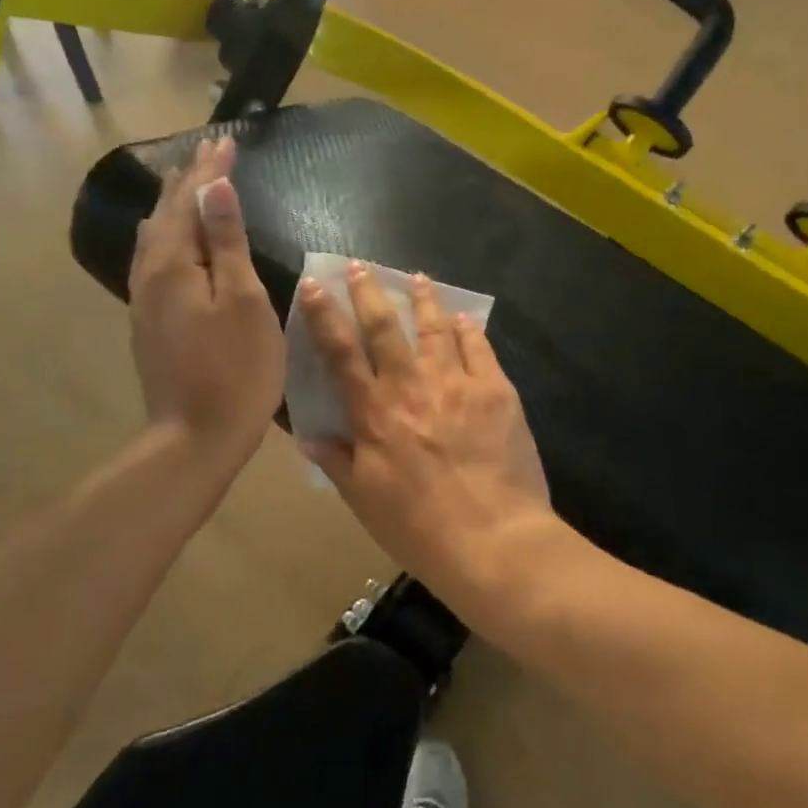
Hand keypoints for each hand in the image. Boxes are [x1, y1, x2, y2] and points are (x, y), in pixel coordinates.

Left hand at [129, 138, 284, 465]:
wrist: (196, 437)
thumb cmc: (235, 370)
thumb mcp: (243, 301)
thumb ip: (227, 241)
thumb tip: (214, 186)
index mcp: (174, 264)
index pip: (190, 200)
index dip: (210, 170)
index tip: (227, 141)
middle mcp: (150, 275)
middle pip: (166, 215)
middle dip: (188, 181)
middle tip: (209, 153)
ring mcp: (145, 301)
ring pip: (155, 238)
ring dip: (174, 207)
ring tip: (187, 185)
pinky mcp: (151, 323)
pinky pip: (155, 261)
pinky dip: (169, 236)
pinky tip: (172, 242)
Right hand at [298, 263, 550, 578]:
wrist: (494, 540)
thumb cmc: (419, 528)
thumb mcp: (365, 500)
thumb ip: (337, 461)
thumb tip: (309, 435)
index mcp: (375, 413)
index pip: (341, 353)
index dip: (324, 316)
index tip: (314, 285)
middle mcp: (412, 387)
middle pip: (386, 328)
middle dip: (369, 293)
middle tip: (360, 266)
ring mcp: (458, 384)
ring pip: (435, 329)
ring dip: (423, 300)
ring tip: (417, 278)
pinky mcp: (497, 391)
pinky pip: (479, 349)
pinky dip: (468, 330)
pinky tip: (464, 318)